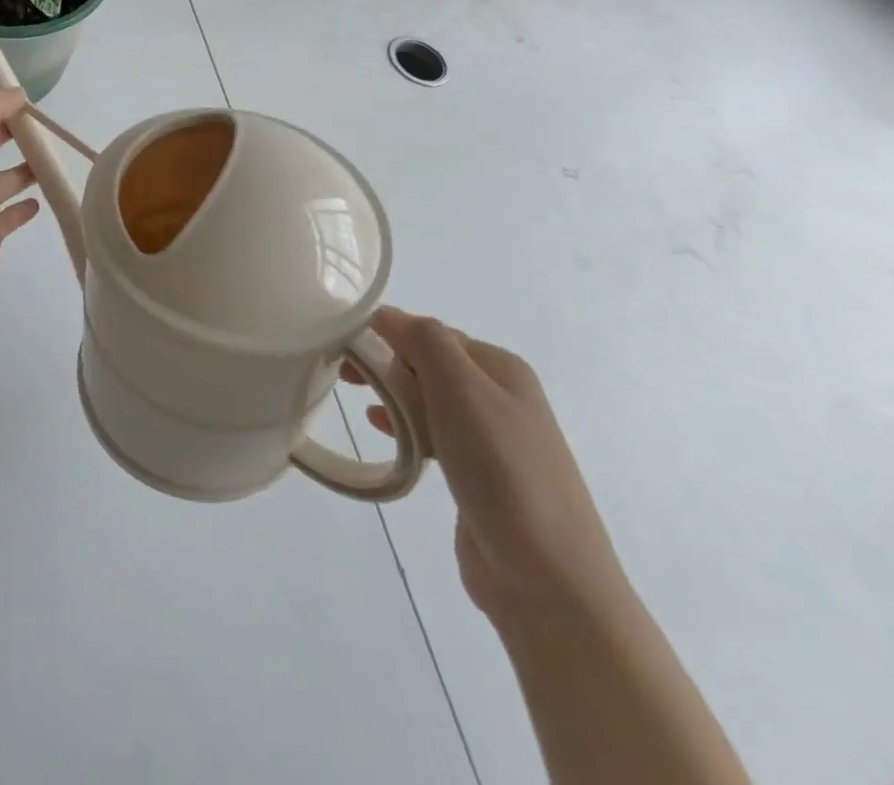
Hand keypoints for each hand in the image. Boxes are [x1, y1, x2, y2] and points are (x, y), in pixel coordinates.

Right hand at [346, 310, 631, 629]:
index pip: (432, 333)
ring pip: (430, 399)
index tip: (345, 348)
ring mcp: (494, 439)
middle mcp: (501, 396)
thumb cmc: (502, 469)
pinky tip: (385, 433)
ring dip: (394, 394)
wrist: (548, 580)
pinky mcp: (481, 476)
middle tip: (345, 375)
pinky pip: (434, 435)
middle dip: (387, 363)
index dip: (389, 335)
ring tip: (359, 400)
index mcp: (501, 367)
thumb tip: (387, 314)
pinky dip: (406, 427)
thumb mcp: (460, 389)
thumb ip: (424, 341)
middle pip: (430, 364)